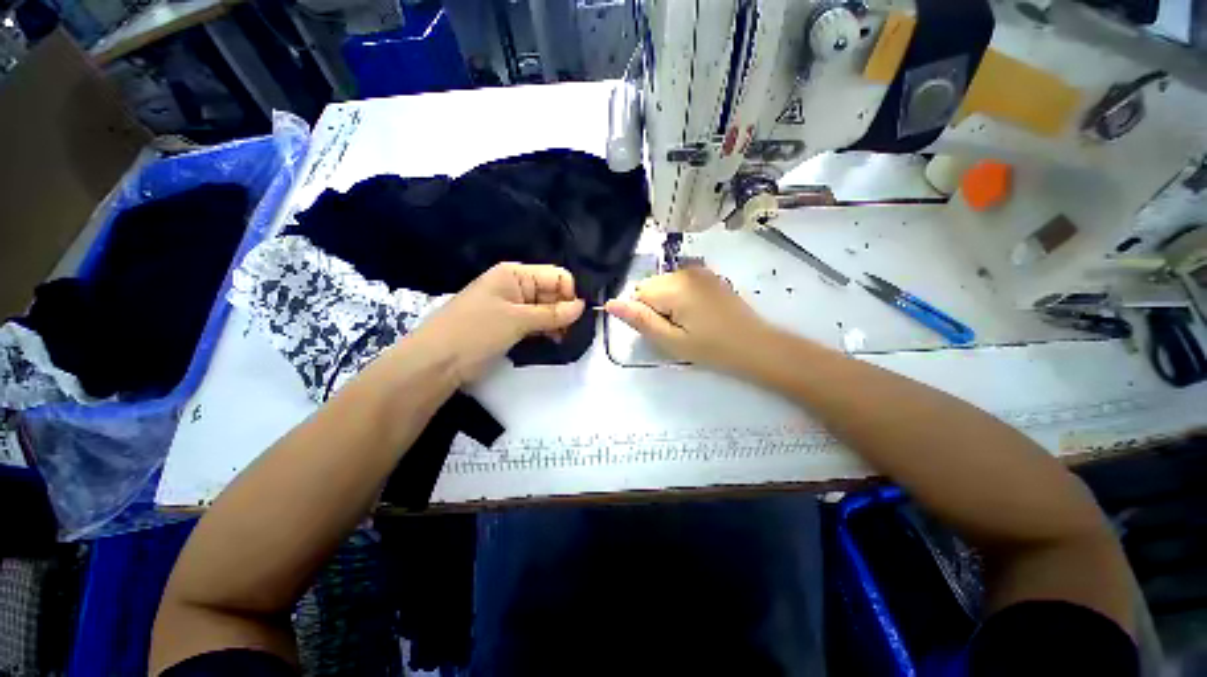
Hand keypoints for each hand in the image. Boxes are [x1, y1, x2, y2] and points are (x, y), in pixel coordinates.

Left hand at [409, 263, 583, 382]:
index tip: (580, 317)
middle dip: (566, 310)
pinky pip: (536, 323)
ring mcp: (513, 307)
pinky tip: (554, 342)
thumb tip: (582, 307)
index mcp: (516, 274)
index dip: (571, 294)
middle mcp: (516, 286)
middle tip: (575, 333)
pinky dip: (546, 331)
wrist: (436, 362)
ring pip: (546, 310)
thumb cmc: (476, 332)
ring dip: (558, 323)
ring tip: (565, 340)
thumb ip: (553, 313)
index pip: (556, 276)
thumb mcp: (517, 320)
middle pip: (553, 293)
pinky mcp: (510, 325)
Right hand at [604, 267, 772, 370]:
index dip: (645, 314)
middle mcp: (684, 271)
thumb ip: (640, 320)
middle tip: (678, 330)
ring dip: (669, 302)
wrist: (756, 346)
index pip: (639, 293)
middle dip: (656, 307)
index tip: (664, 330)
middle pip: (651, 286)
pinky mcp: (710, 275)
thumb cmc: (711, 349)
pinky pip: (681, 282)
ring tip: (690, 323)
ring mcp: (700, 270)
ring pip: (665, 284)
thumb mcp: (671, 340)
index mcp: (674, 287)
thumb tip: (610, 303)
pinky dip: (682, 296)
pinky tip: (699, 313)